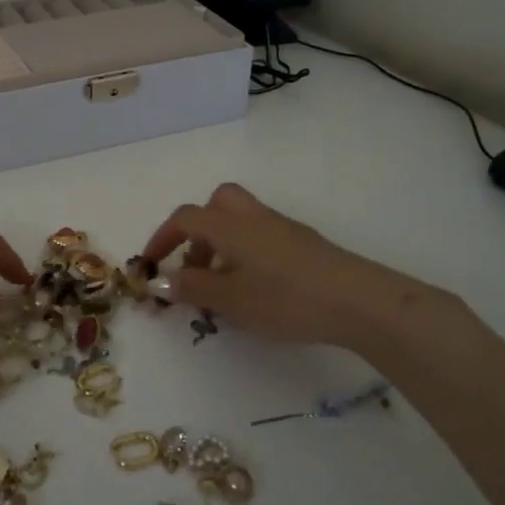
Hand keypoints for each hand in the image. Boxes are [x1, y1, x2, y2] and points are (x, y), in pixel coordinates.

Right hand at [140, 183, 460, 354]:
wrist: (356, 300)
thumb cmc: (285, 298)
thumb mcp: (231, 299)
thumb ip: (193, 287)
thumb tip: (160, 279)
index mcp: (229, 225)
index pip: (185, 218)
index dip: (162, 238)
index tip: (149, 265)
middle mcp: (253, 217)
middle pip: (216, 204)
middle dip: (196, 231)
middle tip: (193, 265)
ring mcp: (281, 227)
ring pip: (239, 221)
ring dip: (220, 244)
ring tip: (221, 287)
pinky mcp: (302, 243)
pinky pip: (260, 236)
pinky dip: (244, 253)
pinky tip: (253, 288)